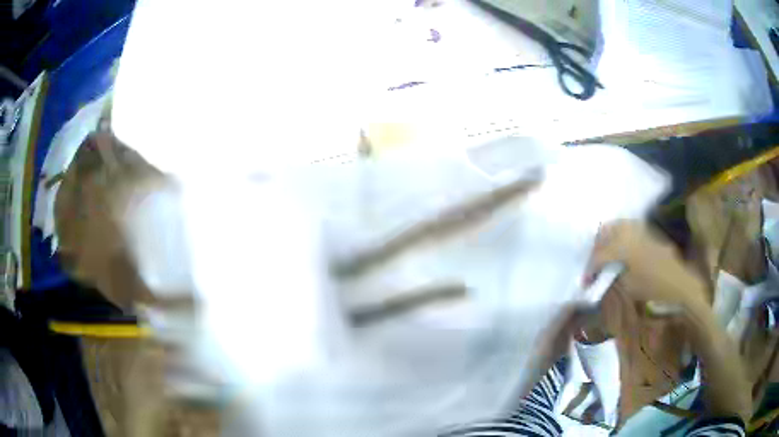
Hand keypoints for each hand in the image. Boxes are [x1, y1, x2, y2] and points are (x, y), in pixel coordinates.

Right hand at [585, 220, 707, 307]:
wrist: (679, 282)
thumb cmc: (654, 288)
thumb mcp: (629, 287)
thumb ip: (614, 276)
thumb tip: (604, 273)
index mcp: (623, 248)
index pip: (599, 255)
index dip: (590, 268)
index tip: (585, 281)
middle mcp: (629, 233)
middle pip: (605, 232)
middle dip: (596, 247)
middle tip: (594, 264)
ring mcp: (640, 229)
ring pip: (617, 225)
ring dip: (607, 238)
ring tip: (605, 254)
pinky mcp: (648, 231)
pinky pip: (629, 227)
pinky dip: (620, 234)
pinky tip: (621, 247)